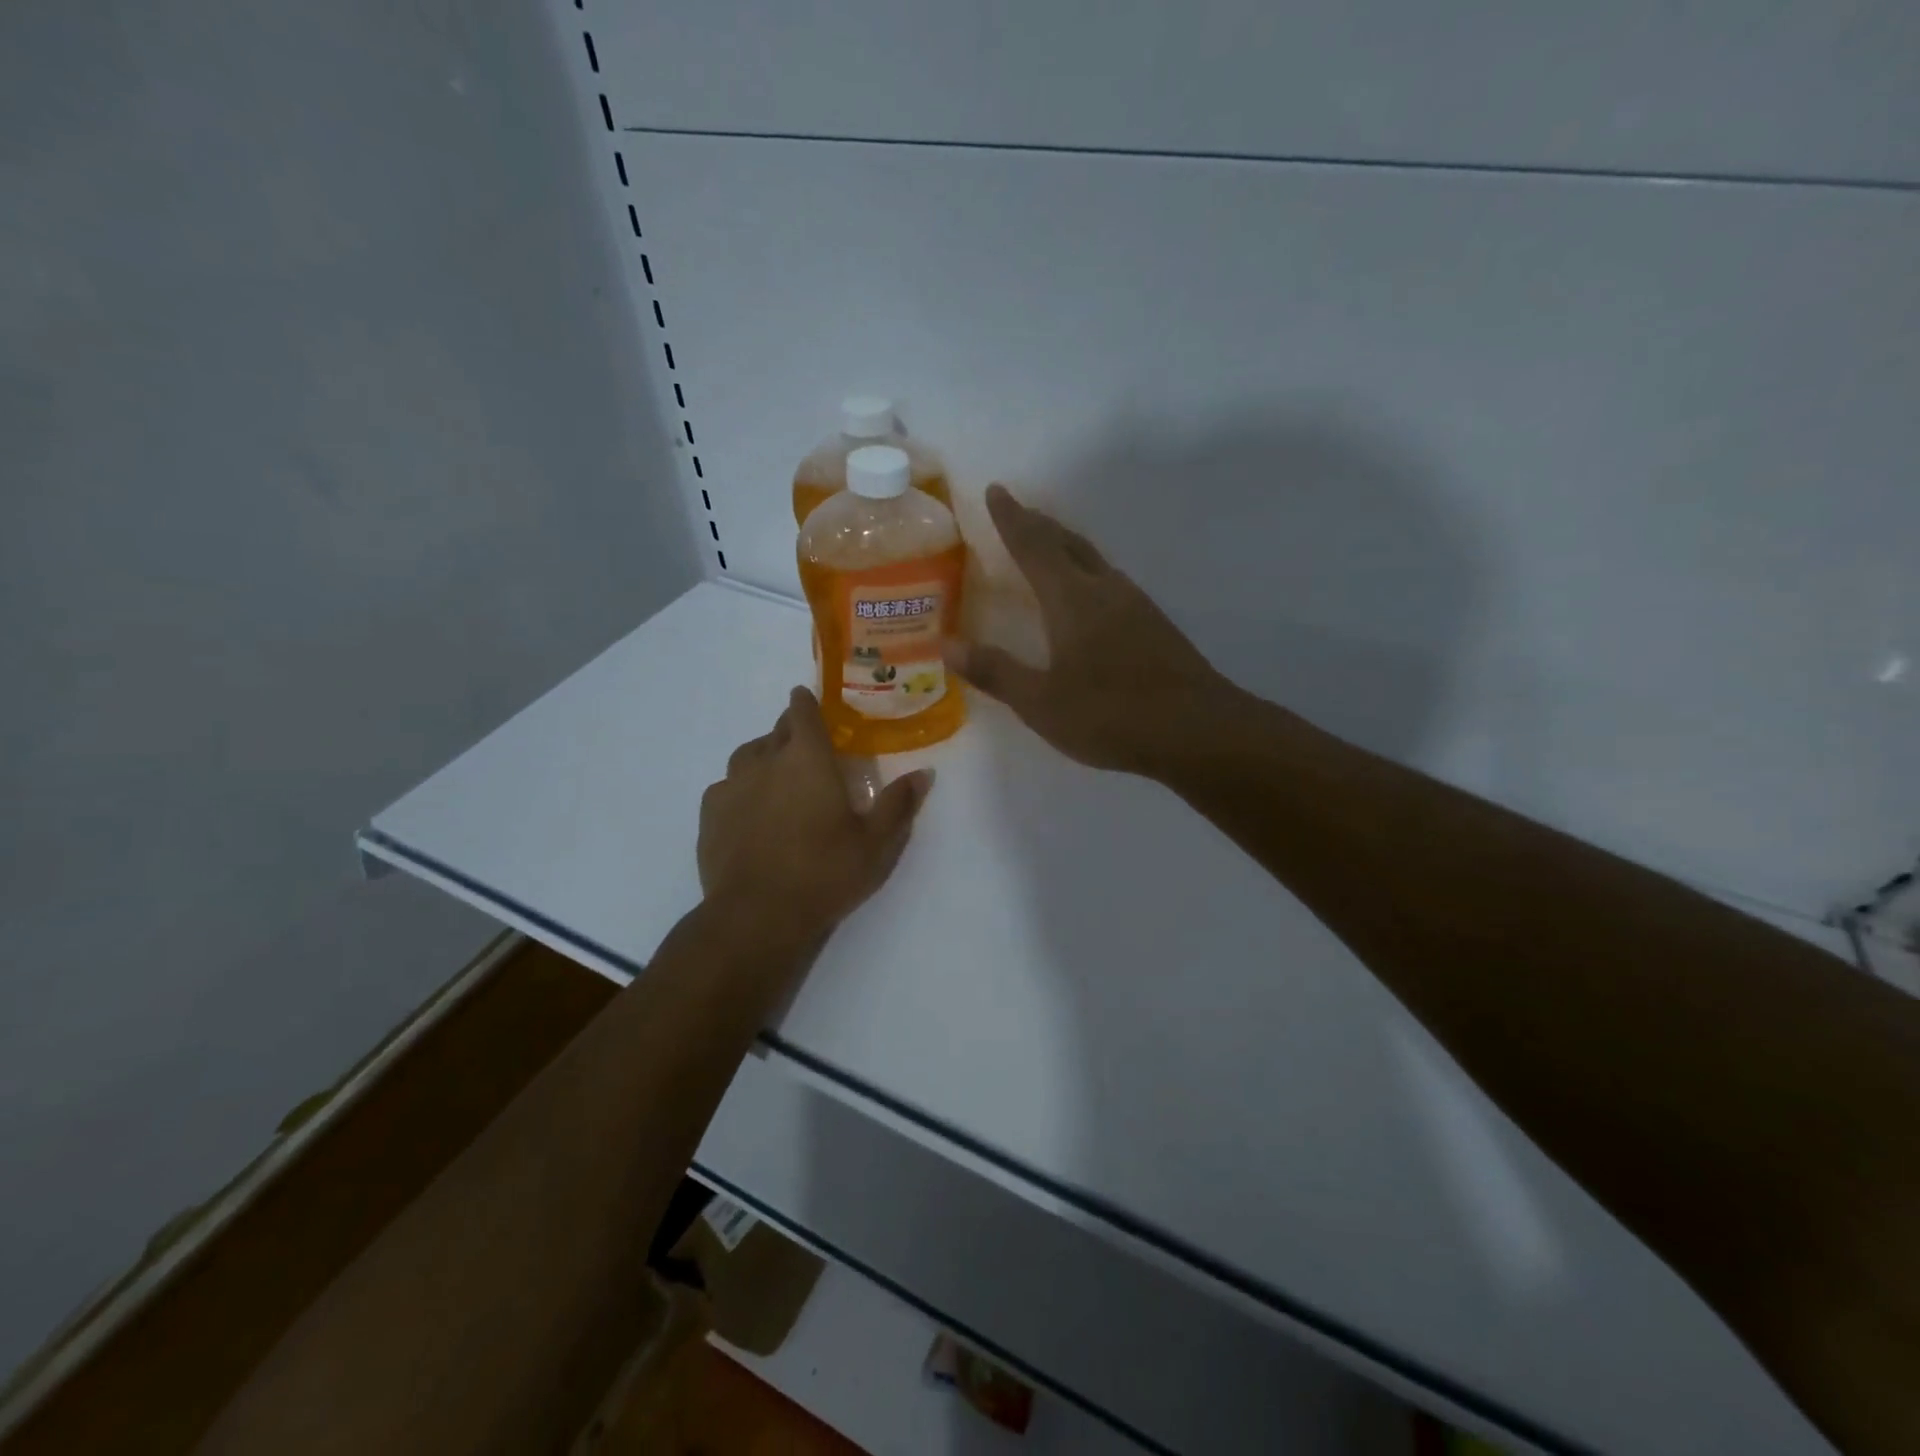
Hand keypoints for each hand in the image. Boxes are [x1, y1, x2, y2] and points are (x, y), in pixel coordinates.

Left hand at [699, 687, 931, 947]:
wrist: (756, 915)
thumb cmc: (824, 873)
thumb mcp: (875, 844)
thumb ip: (899, 804)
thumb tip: (924, 773)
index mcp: (807, 759)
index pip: (802, 711)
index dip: (806, 702)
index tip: (809, 700)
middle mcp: (765, 760)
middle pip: (776, 730)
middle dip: (791, 731)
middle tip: (807, 750)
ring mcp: (732, 785)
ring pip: (748, 755)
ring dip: (764, 757)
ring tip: (778, 778)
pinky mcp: (709, 813)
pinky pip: (726, 787)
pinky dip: (741, 789)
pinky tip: (750, 812)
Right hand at [944, 485, 1234, 774]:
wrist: (1197, 730)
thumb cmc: (1111, 715)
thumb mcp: (1041, 702)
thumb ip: (995, 671)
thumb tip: (947, 644)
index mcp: (1072, 600)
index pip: (1034, 546)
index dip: (1012, 519)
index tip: (997, 490)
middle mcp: (1105, 590)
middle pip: (1068, 544)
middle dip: (1039, 525)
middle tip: (1019, 511)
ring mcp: (1136, 606)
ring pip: (1094, 561)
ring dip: (1067, 547)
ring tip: (1049, 546)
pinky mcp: (1155, 626)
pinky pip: (1111, 583)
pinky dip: (1088, 574)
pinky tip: (1090, 596)